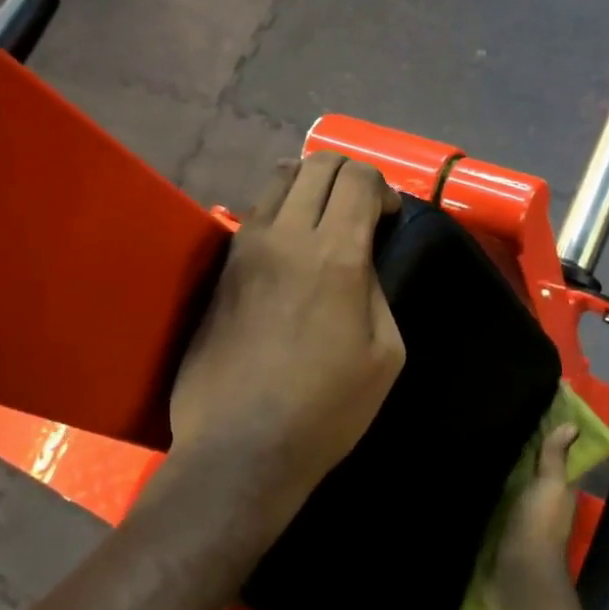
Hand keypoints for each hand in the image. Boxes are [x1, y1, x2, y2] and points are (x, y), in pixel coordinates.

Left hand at [168, 153, 405, 526]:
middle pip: (317, 163)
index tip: (388, 219)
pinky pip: (256, 213)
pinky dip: (282, 212)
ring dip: (310, 186)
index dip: (382, 188)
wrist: (241, 446)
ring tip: (323, 223)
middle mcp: (285, 235)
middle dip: (349, 175)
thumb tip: (360, 261)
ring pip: (279, 179)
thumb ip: (377, 290)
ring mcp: (245, 248)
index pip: (359, 178)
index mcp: (335, 256)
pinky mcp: (220, 268)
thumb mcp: (385, 354)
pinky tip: (291, 249)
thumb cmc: (327, 410)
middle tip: (361, 212)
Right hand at [494, 423, 579, 609]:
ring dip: (502, 476)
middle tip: (496, 428)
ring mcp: (522, 522)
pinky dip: (489, 496)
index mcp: (559, 493)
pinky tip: (471, 481)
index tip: (528, 416)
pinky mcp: (501, 535)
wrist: (517, 576)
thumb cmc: (538, 525)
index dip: (546, 442)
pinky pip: (497, 508)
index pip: (555, 462)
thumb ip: (556, 458)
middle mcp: (543, 506)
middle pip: (532, 476)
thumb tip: (573, 424)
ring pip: (514, 492)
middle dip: (520, 458)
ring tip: (478, 449)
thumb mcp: (550, 485)